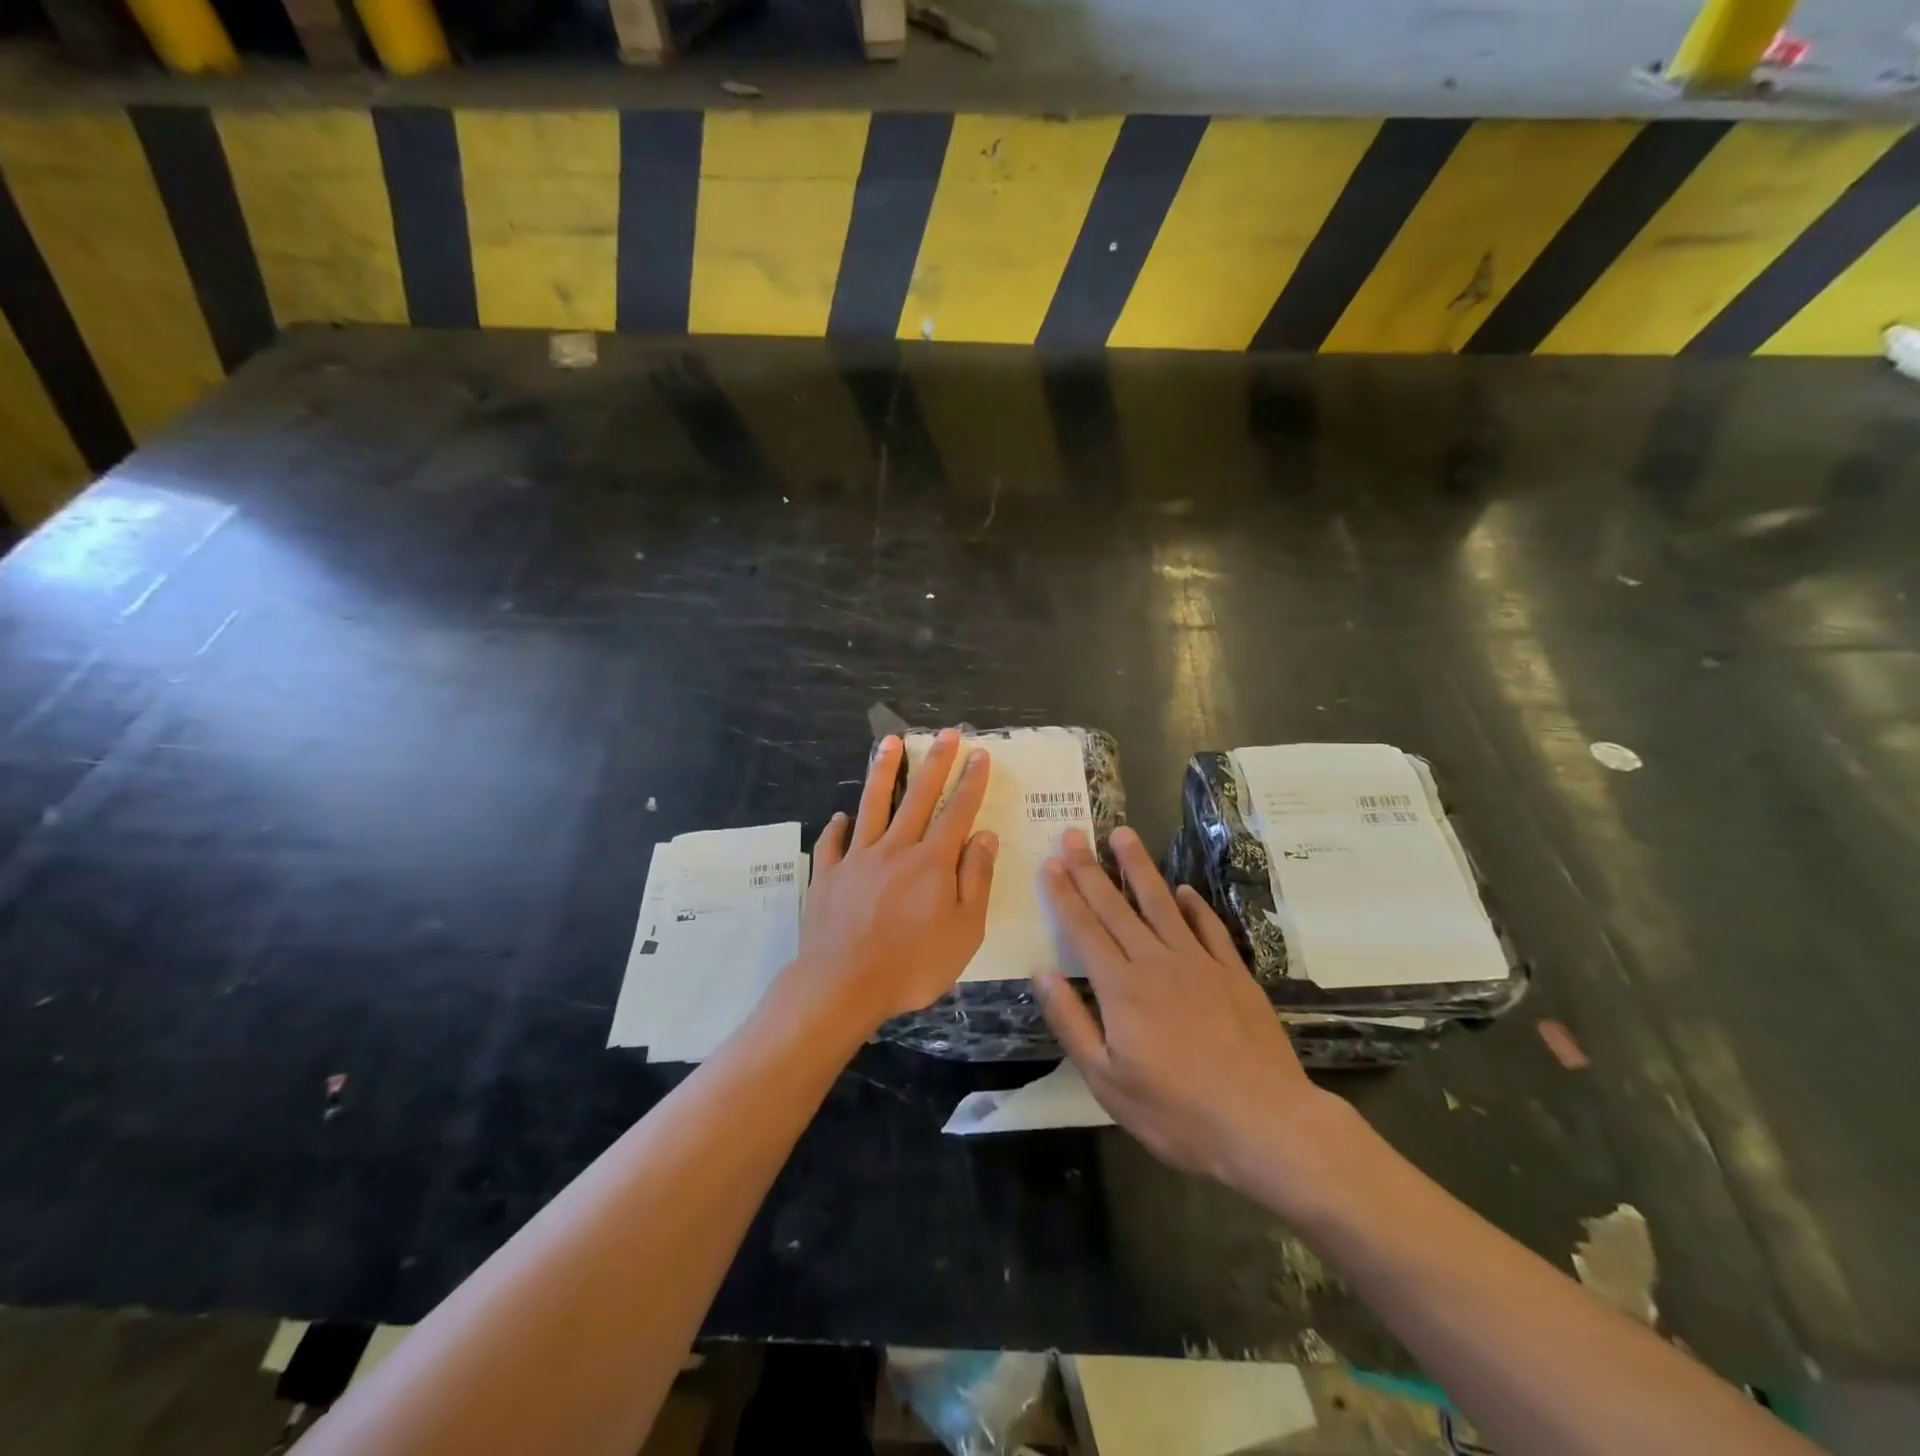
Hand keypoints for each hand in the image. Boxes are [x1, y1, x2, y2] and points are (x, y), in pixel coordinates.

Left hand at [795, 729, 997, 1032]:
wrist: (843, 985)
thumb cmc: (912, 964)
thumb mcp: (964, 930)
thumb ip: (975, 880)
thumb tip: (984, 835)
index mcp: (932, 862)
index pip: (957, 811)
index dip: (970, 781)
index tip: (979, 754)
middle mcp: (895, 849)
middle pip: (918, 796)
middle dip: (934, 762)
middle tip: (945, 733)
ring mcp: (857, 859)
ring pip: (872, 805)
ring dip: (883, 771)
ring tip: (888, 742)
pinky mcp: (828, 876)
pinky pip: (832, 843)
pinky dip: (837, 827)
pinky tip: (840, 816)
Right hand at [1034, 825, 1343, 1195]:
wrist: (1265, 1123)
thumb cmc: (1176, 1111)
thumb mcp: (1106, 1080)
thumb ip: (1071, 1021)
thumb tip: (1040, 973)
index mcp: (1120, 988)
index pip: (1084, 928)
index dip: (1064, 893)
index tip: (1050, 861)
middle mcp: (1156, 962)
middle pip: (1116, 907)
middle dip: (1090, 868)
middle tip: (1074, 833)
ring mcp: (1199, 963)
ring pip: (1161, 904)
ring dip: (1139, 867)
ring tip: (1123, 834)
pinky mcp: (1234, 974)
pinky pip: (1209, 928)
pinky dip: (1195, 906)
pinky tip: (1184, 890)